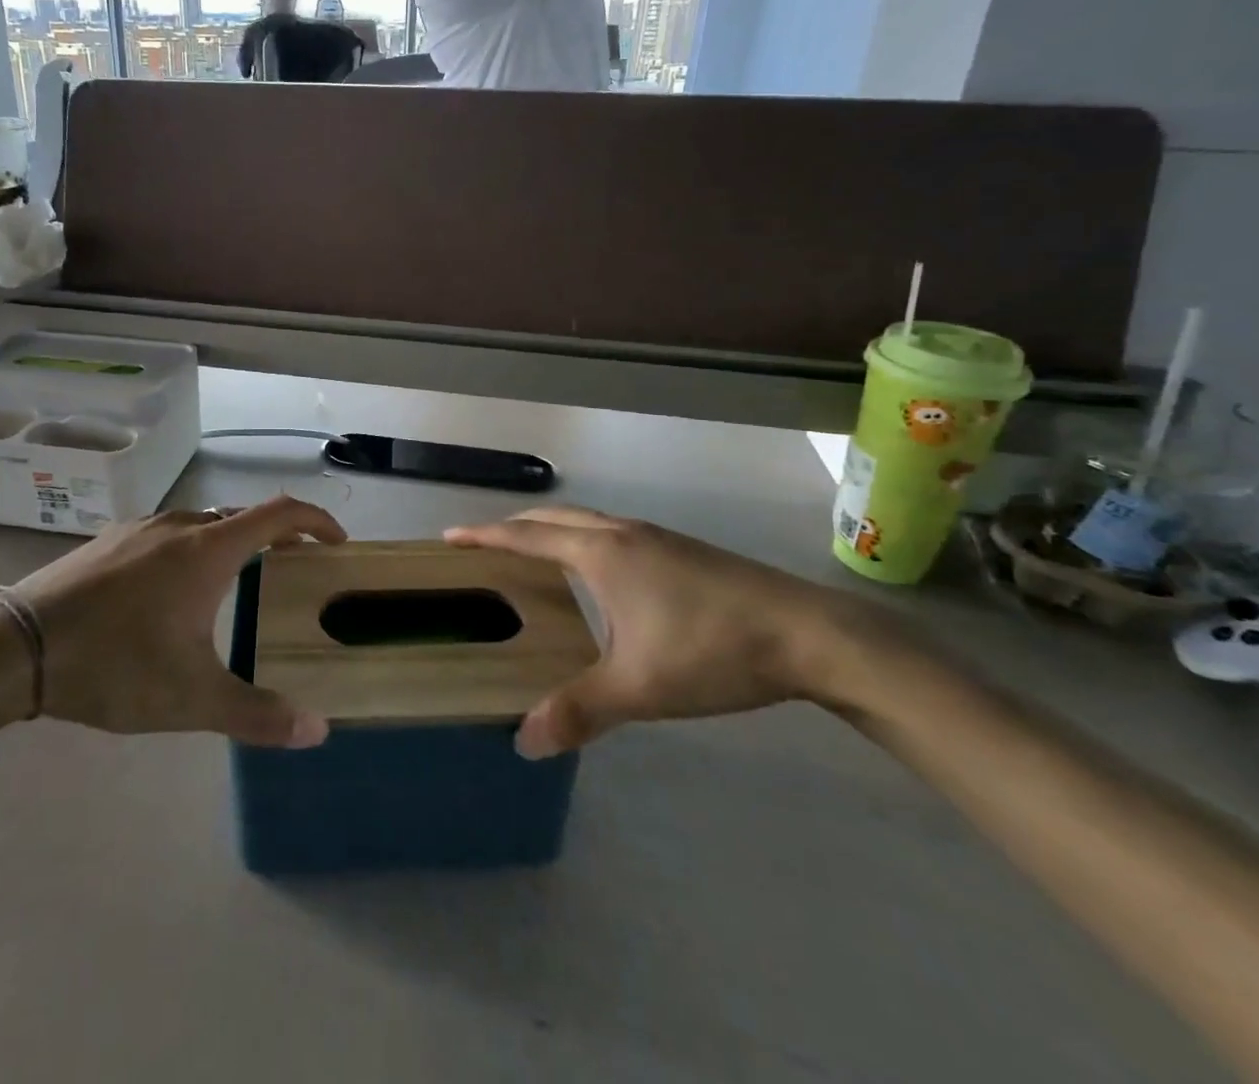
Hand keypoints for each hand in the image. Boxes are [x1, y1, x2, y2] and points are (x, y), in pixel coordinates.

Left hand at [0, 496, 345, 746]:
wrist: (15, 647)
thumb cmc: (115, 665)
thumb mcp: (191, 699)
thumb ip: (257, 714)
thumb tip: (317, 731)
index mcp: (208, 550)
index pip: (279, 513)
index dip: (315, 520)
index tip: (335, 542)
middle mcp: (178, 526)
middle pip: (242, 517)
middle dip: (275, 536)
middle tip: (292, 567)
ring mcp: (138, 528)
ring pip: (201, 524)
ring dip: (230, 542)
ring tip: (236, 581)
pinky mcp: (107, 541)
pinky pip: (166, 534)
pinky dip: (191, 549)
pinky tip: (170, 590)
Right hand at [446, 507, 867, 757]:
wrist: (808, 633)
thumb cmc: (712, 650)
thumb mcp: (640, 687)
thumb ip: (580, 711)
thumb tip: (524, 742)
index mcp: (601, 552)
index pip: (527, 536)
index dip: (485, 536)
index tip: (450, 537)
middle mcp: (622, 533)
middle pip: (554, 518)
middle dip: (514, 527)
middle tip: (485, 546)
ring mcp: (656, 537)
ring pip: (587, 521)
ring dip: (552, 531)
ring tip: (534, 558)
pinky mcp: (681, 549)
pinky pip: (612, 532)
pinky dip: (584, 540)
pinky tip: (599, 577)